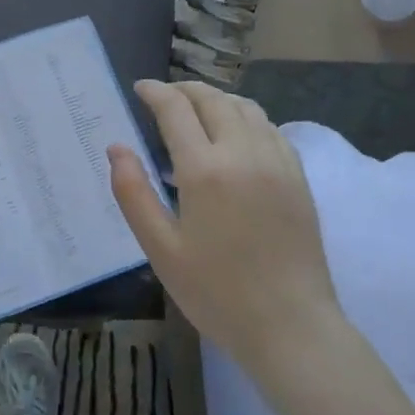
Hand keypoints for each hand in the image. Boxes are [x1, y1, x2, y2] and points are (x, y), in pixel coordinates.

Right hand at [109, 80, 337, 373]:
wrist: (291, 326)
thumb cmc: (217, 292)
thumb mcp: (161, 249)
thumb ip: (133, 193)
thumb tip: (116, 148)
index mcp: (204, 169)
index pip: (176, 109)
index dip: (155, 92)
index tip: (140, 88)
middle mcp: (243, 153)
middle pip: (212, 99)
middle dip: (184, 89)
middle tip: (164, 95)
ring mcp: (276, 162)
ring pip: (245, 107)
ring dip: (216, 98)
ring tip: (197, 108)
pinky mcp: (298, 176)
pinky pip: (270, 128)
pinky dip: (246, 116)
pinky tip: (237, 133)